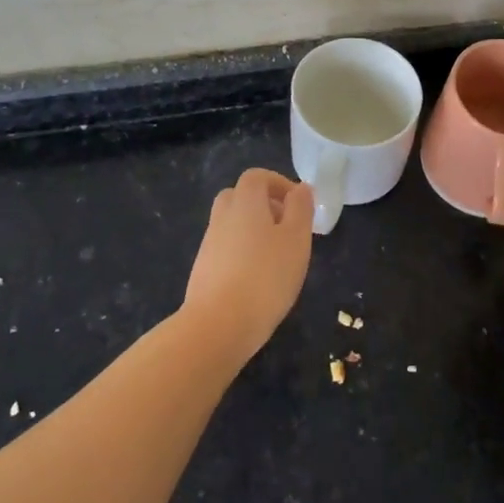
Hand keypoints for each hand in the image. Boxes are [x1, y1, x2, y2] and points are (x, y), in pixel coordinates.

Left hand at [185, 167, 313, 361]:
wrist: (217, 326)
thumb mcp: (296, 238)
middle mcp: (222, 216)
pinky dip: (241, 253)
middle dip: (264, 205)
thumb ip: (301, 208)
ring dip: (253, 231)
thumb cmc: (265, 276)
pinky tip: (257, 279)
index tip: (298, 203)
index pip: (257, 176)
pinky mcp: (203, 270)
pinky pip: (225, 249)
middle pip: (240, 197)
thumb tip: (301, 188)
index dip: (278, 183)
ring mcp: (209, 244)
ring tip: (277, 257)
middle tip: (286, 227)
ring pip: (232, 224)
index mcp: (245, 201)